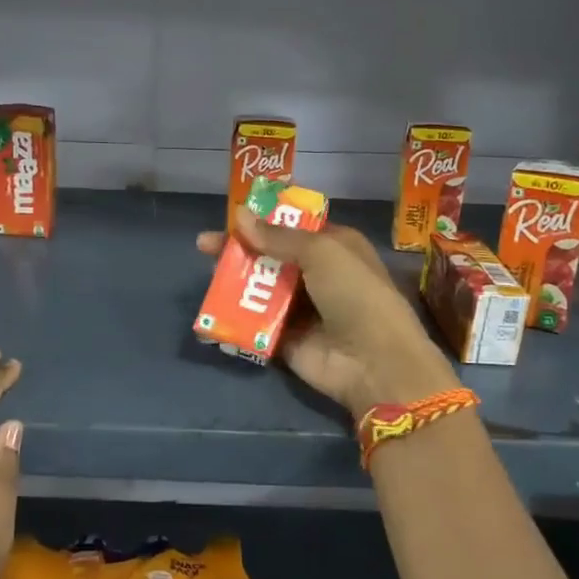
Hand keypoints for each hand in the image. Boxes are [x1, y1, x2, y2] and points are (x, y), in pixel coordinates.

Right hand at [197, 209, 458, 419]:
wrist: (374, 363)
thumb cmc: (356, 294)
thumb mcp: (322, 252)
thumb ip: (279, 236)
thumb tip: (240, 215)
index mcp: (334, 248)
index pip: (293, 228)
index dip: (263, 221)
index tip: (231, 217)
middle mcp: (318, 276)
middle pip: (271, 257)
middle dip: (240, 250)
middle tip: (204, 246)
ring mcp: (301, 310)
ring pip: (260, 290)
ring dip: (234, 282)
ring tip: (208, 275)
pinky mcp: (285, 340)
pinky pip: (255, 324)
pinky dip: (235, 318)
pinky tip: (211, 309)